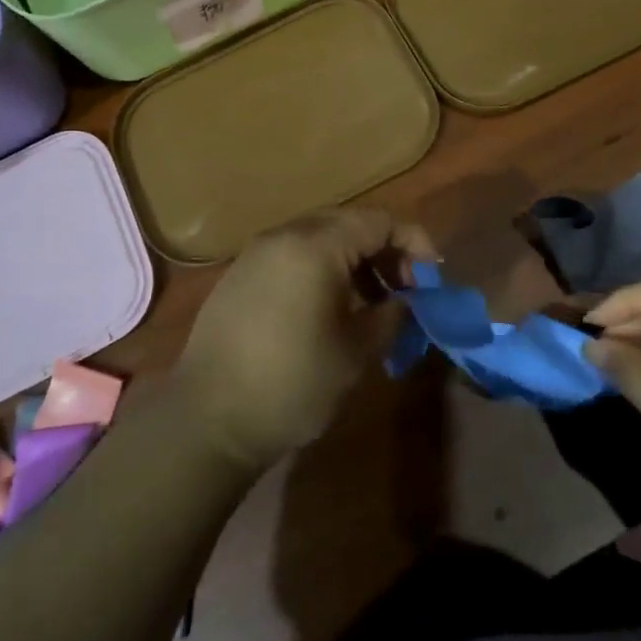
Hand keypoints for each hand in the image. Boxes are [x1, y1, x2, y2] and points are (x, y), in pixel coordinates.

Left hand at [175, 208, 436, 472]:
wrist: (208, 418)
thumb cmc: (292, 384)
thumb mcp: (356, 352)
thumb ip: (390, 315)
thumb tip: (404, 301)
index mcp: (315, 246)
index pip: (379, 221)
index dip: (413, 243)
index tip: (432, 279)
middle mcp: (284, 236)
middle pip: (348, 222)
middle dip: (384, 249)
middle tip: (406, 287)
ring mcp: (257, 253)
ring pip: (319, 236)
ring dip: (354, 259)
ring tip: (373, 300)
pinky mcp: (240, 275)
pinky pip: (293, 254)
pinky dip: (322, 267)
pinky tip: (331, 306)